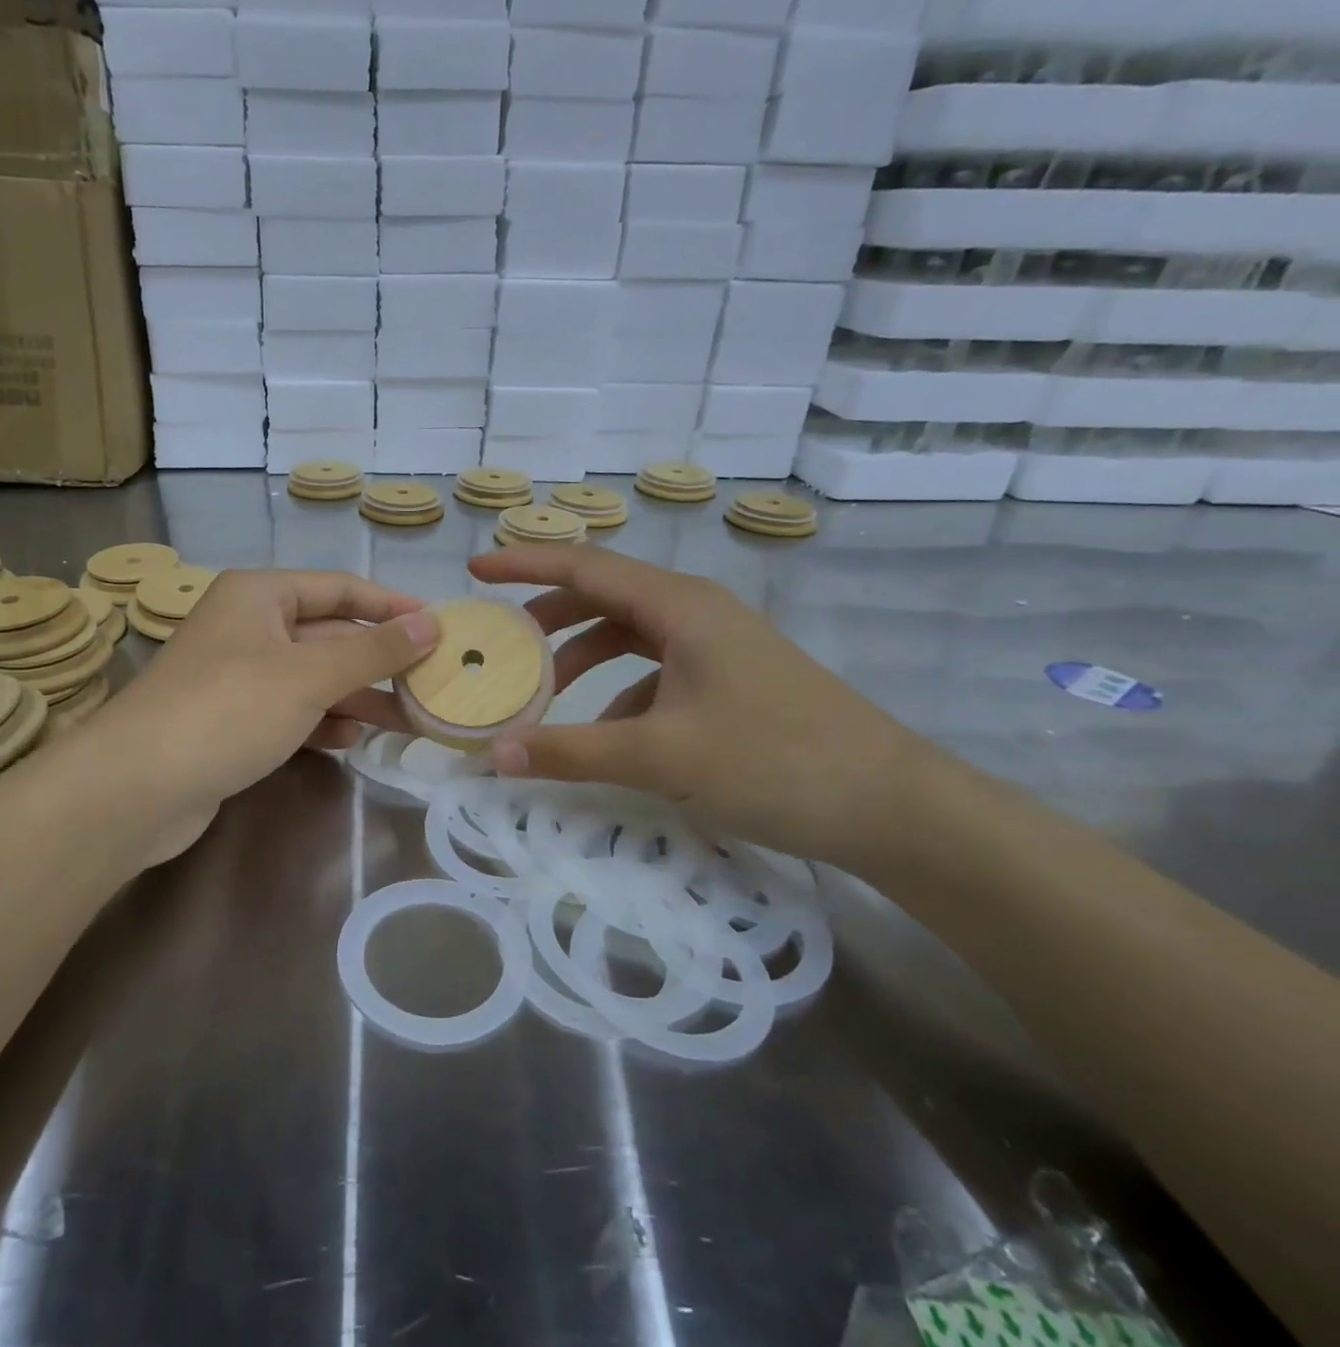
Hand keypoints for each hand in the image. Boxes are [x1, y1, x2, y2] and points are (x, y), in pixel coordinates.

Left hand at [85, 569, 436, 865]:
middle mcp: (247, 627)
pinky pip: (290, 710)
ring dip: (357, 695)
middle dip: (377, 660)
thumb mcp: (310, 675)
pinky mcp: (231, 721)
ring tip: (408, 717)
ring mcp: (237, 676)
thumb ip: (374, 650)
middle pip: (328, 635)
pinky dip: (321, 721)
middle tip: (432, 682)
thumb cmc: (228, 710)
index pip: (340, 588)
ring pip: (312, 677)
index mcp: (259, 595)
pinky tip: (351, 739)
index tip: (438, 626)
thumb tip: (433, 623)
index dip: (390, 605)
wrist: (136, 788)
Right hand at [468, 544, 946, 872]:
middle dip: (548, 615)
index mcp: (678, 605)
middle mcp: (696, 611)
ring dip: (583, 655)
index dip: (525, 563)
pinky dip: (621, 691)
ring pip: (630, 633)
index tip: (475, 568)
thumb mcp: (661, 757)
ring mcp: (717, 644)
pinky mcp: (730, 678)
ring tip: (545, 691)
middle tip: (501, 642)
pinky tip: (610, 736)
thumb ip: (571, 752)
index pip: (585, 566)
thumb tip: (494, 755)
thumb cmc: (774, 761)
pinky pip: (657, 669)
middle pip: (604, 595)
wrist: (893, 806)